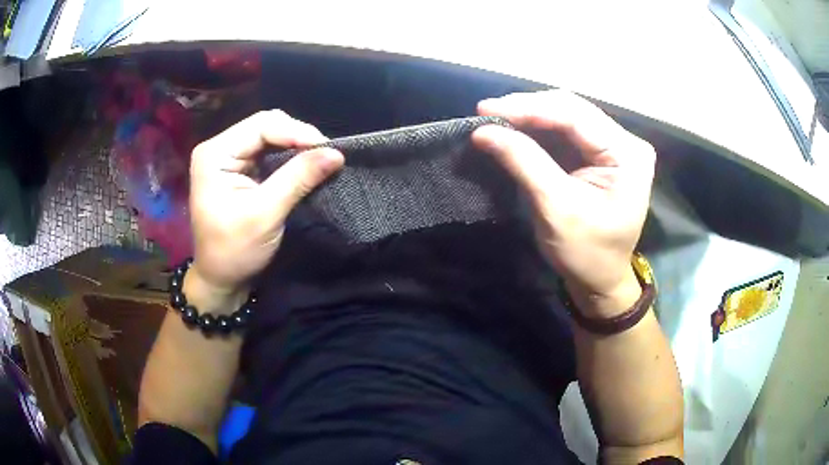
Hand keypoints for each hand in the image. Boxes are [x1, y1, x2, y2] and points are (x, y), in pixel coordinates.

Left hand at [188, 110, 343, 296]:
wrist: (220, 279)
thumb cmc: (235, 250)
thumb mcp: (266, 214)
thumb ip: (298, 179)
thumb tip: (337, 152)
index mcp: (215, 154)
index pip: (261, 125)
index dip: (296, 131)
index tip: (328, 149)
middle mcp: (220, 148)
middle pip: (266, 126)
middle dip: (297, 137)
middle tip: (325, 155)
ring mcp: (229, 158)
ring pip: (270, 137)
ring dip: (296, 147)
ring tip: (319, 160)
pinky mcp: (239, 170)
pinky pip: (269, 153)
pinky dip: (289, 158)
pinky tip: (305, 166)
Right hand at [472, 91, 655, 316]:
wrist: (600, 279)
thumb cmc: (586, 252)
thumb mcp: (555, 208)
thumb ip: (523, 162)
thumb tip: (484, 130)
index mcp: (627, 154)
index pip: (575, 115)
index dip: (529, 108)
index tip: (486, 109)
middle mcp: (625, 142)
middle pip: (571, 109)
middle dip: (527, 109)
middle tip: (487, 113)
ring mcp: (613, 146)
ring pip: (566, 116)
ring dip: (530, 117)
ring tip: (496, 119)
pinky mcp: (600, 153)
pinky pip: (565, 131)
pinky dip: (537, 130)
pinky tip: (515, 129)